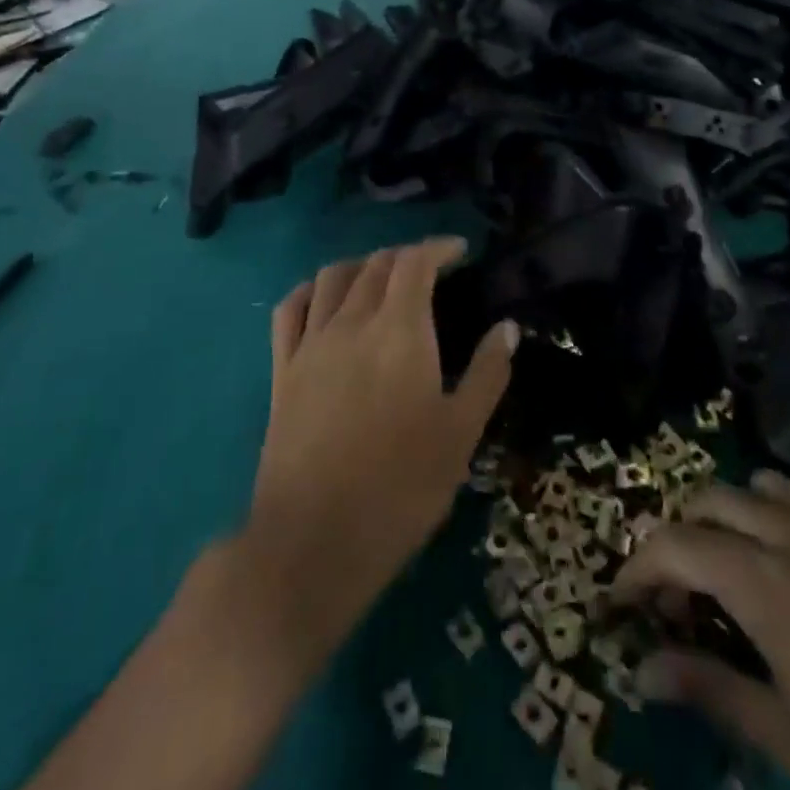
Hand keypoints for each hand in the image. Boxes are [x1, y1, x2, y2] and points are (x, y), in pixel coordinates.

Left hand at [242, 238, 516, 651]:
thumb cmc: (401, 487)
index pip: (415, 262)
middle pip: (376, 265)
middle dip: (406, 256)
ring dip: (361, 265)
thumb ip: (488, 373)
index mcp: (400, 330)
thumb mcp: (461, 433)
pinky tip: (324, 298)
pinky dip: (312, 290)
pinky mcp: (282, 371)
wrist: (314, 541)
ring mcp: (311, 344)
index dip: (438, 247)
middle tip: (429, 270)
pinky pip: (290, 309)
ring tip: (381, 278)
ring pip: (333, 277)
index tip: (459, 251)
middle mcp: (352, 322)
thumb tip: (507, 327)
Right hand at [614, 472, 789, 789]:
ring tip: (729, 573)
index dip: (639, 565)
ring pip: (761, 487)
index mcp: (767, 586)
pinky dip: (781, 510)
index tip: (620, 601)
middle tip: (676, 600)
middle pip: (713, 502)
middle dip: (680, 537)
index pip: (677, 545)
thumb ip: (714, 691)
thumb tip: (644, 669)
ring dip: (729, 515)